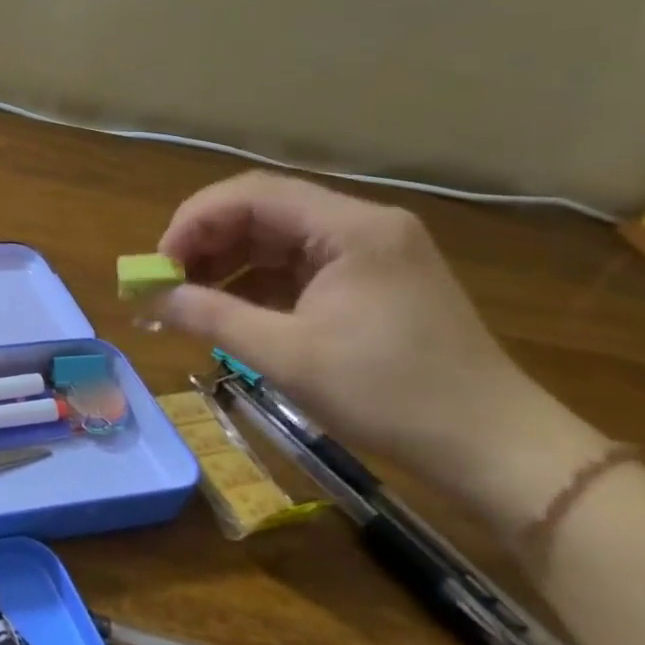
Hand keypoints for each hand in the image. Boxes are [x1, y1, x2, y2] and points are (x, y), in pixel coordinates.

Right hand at [152, 173, 593, 502]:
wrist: (495, 449)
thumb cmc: (391, 395)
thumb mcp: (287, 355)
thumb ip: (210, 316)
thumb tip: (148, 297)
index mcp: (351, 227)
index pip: (251, 194)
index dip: (193, 221)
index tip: (158, 265)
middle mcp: (362, 225)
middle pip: (262, 211)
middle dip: (206, 243)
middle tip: (166, 283)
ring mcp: (370, 253)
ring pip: (276, 239)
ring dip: (227, 265)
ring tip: (189, 301)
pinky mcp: (371, 282)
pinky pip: (297, 267)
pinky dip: (257, 284)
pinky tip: (231, 312)